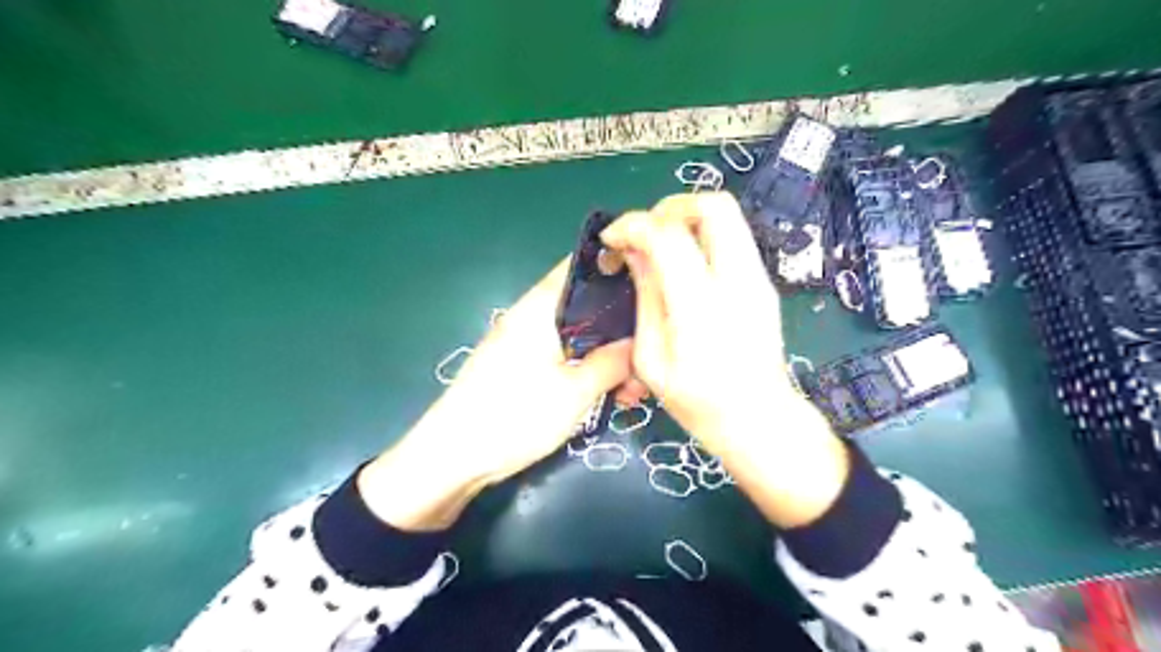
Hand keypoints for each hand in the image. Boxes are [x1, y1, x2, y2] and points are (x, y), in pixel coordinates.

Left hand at [362, 257, 632, 532]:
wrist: (451, 458)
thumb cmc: (515, 416)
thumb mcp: (575, 392)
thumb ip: (612, 361)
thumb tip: (639, 342)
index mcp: (541, 307)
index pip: (582, 266)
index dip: (620, 269)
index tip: (655, 290)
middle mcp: (531, 316)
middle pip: (587, 306)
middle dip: (621, 331)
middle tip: (647, 364)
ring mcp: (524, 342)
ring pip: (579, 336)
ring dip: (607, 358)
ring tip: (631, 393)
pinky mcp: (520, 366)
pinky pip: (563, 356)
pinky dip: (587, 371)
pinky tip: (608, 397)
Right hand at [604, 194, 849, 528]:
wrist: (760, 420)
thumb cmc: (698, 403)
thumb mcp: (652, 359)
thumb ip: (645, 298)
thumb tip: (633, 252)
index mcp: (701, 309)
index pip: (667, 236)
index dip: (631, 226)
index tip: (611, 240)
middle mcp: (737, 282)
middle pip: (712, 205)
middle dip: (668, 206)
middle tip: (643, 232)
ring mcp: (758, 279)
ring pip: (728, 215)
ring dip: (686, 217)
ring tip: (659, 245)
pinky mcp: (764, 282)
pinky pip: (732, 237)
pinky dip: (701, 235)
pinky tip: (683, 265)